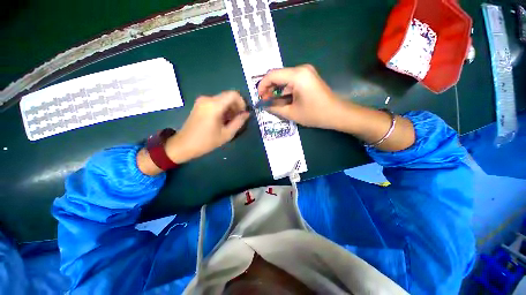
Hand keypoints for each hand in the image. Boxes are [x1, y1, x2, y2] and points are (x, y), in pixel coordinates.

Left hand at [165, 91, 249, 163]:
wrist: (184, 145)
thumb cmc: (206, 141)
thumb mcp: (227, 134)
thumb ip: (239, 122)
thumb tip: (247, 114)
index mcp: (214, 105)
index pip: (234, 94)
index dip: (242, 103)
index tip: (243, 114)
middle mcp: (208, 99)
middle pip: (228, 96)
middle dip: (236, 106)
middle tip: (238, 119)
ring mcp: (202, 100)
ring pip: (223, 99)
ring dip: (230, 108)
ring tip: (230, 122)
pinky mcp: (200, 104)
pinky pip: (216, 102)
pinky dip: (223, 109)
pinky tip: (222, 120)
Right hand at [257, 65, 341, 128]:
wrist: (337, 114)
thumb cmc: (315, 114)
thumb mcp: (291, 113)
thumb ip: (275, 108)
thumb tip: (264, 105)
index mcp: (297, 76)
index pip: (272, 75)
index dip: (262, 86)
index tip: (259, 98)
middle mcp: (301, 69)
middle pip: (278, 75)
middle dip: (269, 89)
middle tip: (265, 102)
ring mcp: (306, 72)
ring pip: (284, 79)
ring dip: (277, 90)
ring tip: (273, 103)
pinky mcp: (308, 77)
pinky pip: (291, 81)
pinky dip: (285, 90)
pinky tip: (283, 100)